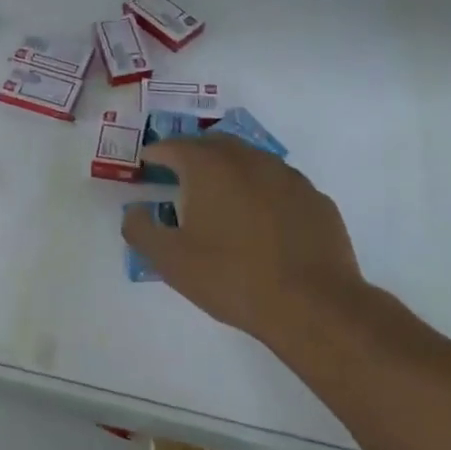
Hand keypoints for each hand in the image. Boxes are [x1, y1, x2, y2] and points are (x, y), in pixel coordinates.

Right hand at [121, 135, 367, 352]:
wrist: (312, 305)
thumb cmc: (231, 277)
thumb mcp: (170, 260)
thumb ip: (141, 229)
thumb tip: (134, 212)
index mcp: (210, 167)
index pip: (174, 146)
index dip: (156, 154)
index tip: (147, 164)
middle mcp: (250, 160)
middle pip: (214, 144)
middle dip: (193, 154)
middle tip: (179, 175)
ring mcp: (289, 177)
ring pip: (251, 161)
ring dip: (230, 171)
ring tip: (220, 198)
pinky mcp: (316, 199)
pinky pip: (280, 185)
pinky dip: (262, 192)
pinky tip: (261, 222)